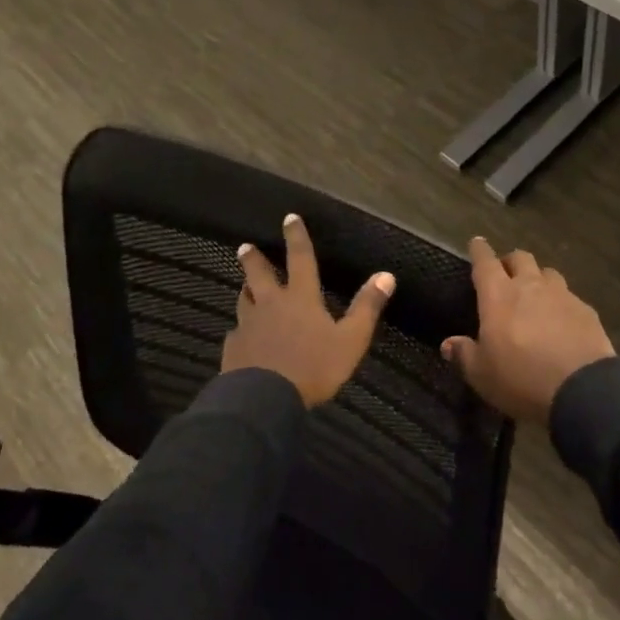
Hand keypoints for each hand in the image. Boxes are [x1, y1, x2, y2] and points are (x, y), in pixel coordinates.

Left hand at [222, 214, 395, 407]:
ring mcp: (248, 326)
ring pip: (244, 300)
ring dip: (245, 289)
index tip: (289, 217)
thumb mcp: (350, 340)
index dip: (297, 237)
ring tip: (244, 285)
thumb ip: (367, 307)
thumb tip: (386, 274)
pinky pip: (236, 333)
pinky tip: (240, 336)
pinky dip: (240, 329)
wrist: (262, 401)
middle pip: (260, 274)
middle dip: (254, 259)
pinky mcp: (233, 349)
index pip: (301, 259)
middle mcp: (271, 304)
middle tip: (245, 246)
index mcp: (301, 298)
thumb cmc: (312, 367)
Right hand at [442, 237, 613, 423]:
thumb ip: (465, 355)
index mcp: (498, 296)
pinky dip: (561, 303)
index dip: (479, 251)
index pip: (485, 262)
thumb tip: (448, 344)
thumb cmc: (521, 379)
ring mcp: (561, 294)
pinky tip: (562, 321)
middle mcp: (530, 285)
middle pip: (520, 258)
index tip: (477, 243)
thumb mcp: (482, 375)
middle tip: (505, 274)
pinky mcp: (586, 309)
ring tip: (536, 294)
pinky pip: (569, 297)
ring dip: (538, 278)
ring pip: (547, 273)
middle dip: (510, 262)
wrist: (581, 389)